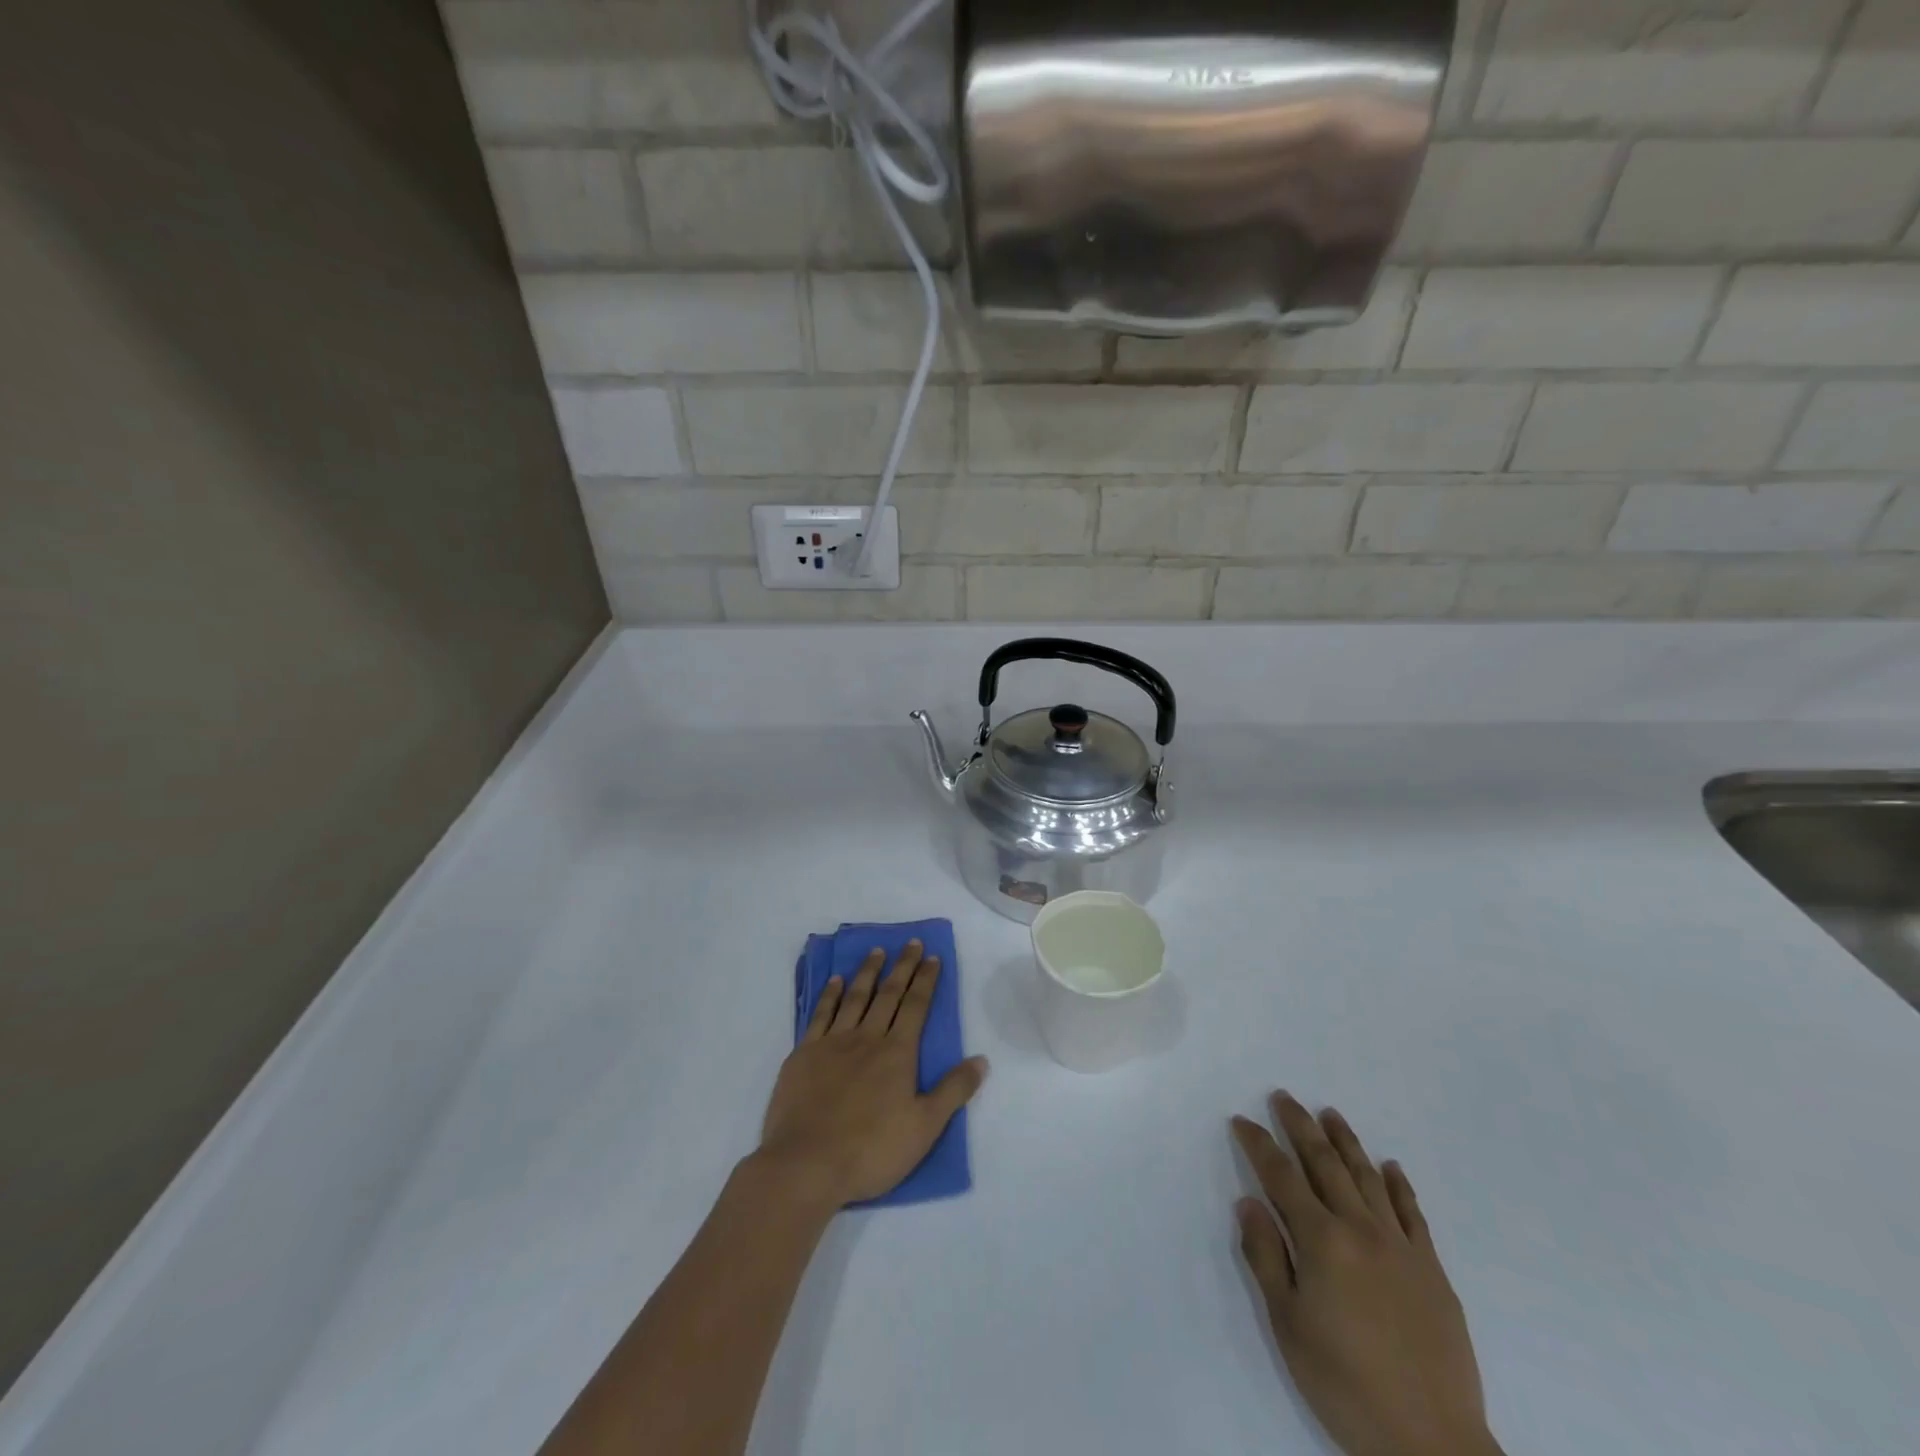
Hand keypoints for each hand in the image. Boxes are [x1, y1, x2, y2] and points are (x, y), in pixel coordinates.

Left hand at [758, 940, 987, 1209]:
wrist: (806, 1164)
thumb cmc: (871, 1150)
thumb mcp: (925, 1127)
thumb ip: (953, 1091)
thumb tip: (982, 1060)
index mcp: (897, 1053)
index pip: (916, 1006)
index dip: (926, 980)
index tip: (933, 957)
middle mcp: (867, 1038)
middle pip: (888, 994)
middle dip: (902, 967)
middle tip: (911, 943)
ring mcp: (832, 1043)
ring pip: (855, 997)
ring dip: (868, 972)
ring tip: (877, 951)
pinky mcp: (803, 1054)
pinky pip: (820, 1014)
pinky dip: (830, 995)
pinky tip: (836, 981)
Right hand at [1231, 1094, 1498, 1455]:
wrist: (1431, 1443)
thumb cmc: (1345, 1384)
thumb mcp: (1287, 1325)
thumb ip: (1265, 1257)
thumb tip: (1248, 1201)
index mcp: (1321, 1241)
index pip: (1281, 1177)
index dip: (1258, 1145)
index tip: (1242, 1121)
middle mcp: (1360, 1229)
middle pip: (1325, 1163)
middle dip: (1300, 1126)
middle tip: (1283, 1097)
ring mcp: (1401, 1247)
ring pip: (1367, 1178)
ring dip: (1346, 1141)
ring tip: (1330, 1114)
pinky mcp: (1432, 1270)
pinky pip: (1412, 1213)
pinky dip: (1398, 1185)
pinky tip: (1390, 1167)